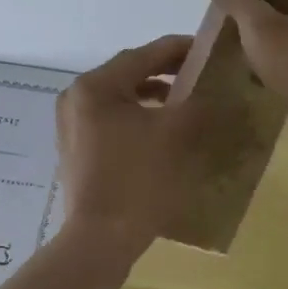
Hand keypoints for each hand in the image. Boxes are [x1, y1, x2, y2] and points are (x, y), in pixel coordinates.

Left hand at [55, 35, 220, 256]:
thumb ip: (196, 103)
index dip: (178, 49)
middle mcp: (76, 96)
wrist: (100, 240)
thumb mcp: (174, 135)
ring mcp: (71, 122)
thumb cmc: (137, 180)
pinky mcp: (75, 145)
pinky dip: (136, 115)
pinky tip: (159, 127)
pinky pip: (110, 117)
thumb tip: (216, 88)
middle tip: (199, 73)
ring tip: (184, 99)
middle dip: (165, 72)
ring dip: (151, 94)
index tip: (207, 48)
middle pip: (128, 73)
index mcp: (95, 86)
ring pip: (119, 96)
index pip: (142, 55)